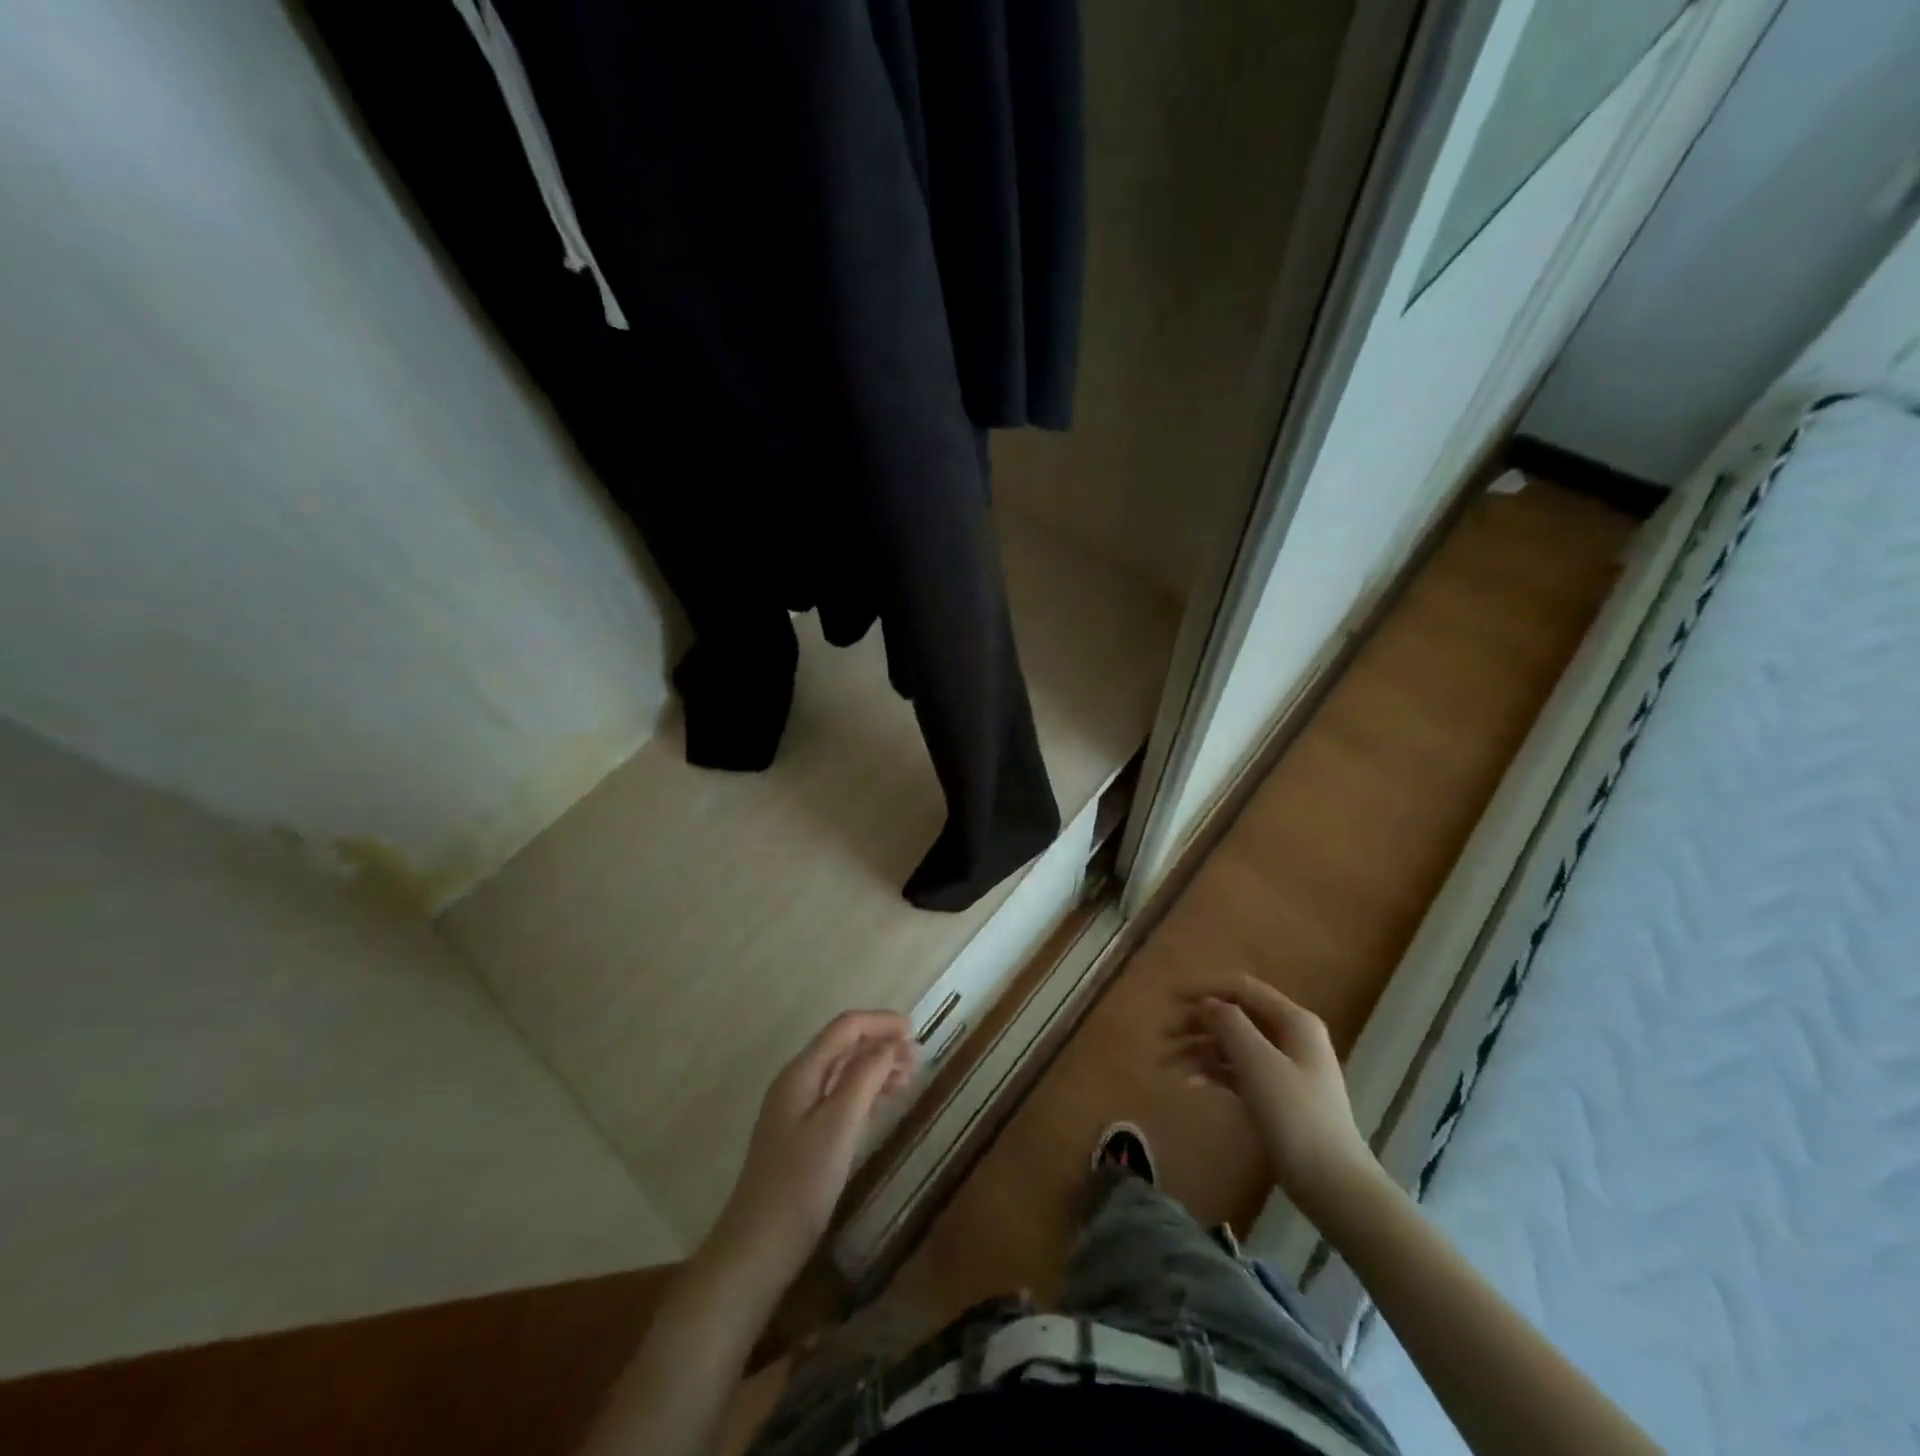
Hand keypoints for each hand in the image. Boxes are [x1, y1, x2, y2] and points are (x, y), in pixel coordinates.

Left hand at [707, 1010, 916, 1285]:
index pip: (845, 1028)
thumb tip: (889, 1044)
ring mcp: (798, 1109)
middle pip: (844, 1046)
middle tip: (919, 1059)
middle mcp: (797, 1082)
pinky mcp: (803, 1135)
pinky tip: (886, 1101)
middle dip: (881, 1044)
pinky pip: (840, 1097)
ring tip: (910, 1077)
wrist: (757, 1249)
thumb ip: (864, 1078)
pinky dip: (866, 1092)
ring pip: (844, 1072)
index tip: (915, 1031)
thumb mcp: (838, 1127)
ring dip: (877, 1068)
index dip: (880, 1022)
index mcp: (801, 1073)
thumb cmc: (800, 1185)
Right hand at [1175, 977, 1378, 1217]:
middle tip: (1163, 1037)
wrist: (1332, 1184)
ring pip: (1233, 1045)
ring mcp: (1284, 1068)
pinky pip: (1238, 1071)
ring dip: (1199, 1050)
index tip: (1169, 999)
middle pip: (1235, 1017)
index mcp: (1293, 1021)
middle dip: (1197, 1023)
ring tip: (1166, 1065)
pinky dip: (1213, 1072)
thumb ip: (1229, 1024)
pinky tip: (1189, 1082)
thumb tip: (1207, 1003)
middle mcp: (1290, 1037)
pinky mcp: (1276, 1096)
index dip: (1204, 989)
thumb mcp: (1257, 1063)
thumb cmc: (1295, 1115)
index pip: (1241, 989)